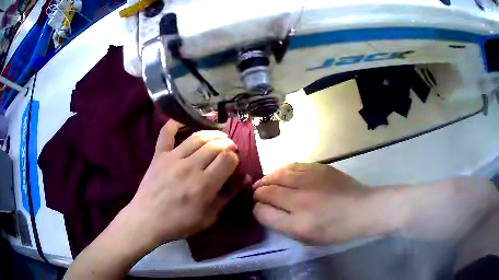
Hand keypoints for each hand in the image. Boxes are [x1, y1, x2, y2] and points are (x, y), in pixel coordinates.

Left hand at [123, 120, 239, 249]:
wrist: (147, 220)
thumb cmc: (179, 223)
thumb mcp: (209, 217)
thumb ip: (228, 196)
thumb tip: (244, 178)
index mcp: (205, 184)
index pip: (228, 159)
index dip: (235, 158)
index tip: (234, 163)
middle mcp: (190, 167)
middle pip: (216, 145)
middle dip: (227, 144)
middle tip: (229, 149)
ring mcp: (173, 158)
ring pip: (198, 137)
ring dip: (212, 134)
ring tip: (218, 137)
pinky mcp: (159, 155)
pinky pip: (167, 132)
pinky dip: (176, 122)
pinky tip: (186, 120)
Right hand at [253, 163, 403, 243]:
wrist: (362, 209)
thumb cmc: (336, 230)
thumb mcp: (307, 238)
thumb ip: (283, 225)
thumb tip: (265, 210)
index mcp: (297, 223)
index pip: (263, 211)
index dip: (257, 209)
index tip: (259, 209)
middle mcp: (300, 199)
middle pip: (267, 190)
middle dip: (258, 193)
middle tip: (257, 194)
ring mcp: (309, 180)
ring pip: (277, 174)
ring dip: (267, 179)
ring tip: (264, 183)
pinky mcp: (318, 168)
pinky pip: (292, 166)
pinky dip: (282, 170)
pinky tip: (281, 174)